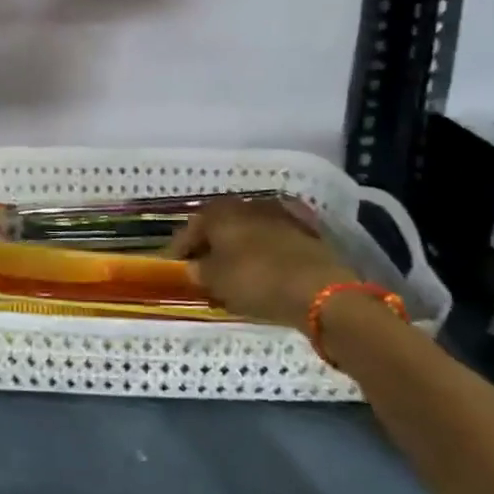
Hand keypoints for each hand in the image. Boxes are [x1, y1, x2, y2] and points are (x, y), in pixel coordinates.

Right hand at [167, 197, 356, 330]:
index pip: (190, 228)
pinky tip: (264, 263)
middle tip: (203, 265)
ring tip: (234, 267)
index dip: (180, 248)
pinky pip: (274, 237)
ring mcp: (278, 213)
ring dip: (239, 244)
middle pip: (220, 224)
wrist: (319, 289)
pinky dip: (266, 248)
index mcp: (219, 213)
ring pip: (249, 228)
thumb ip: (199, 271)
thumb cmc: (256, 281)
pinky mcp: (305, 229)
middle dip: (211, 243)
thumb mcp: (217, 281)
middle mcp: (246, 204)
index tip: (174, 266)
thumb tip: (194, 267)